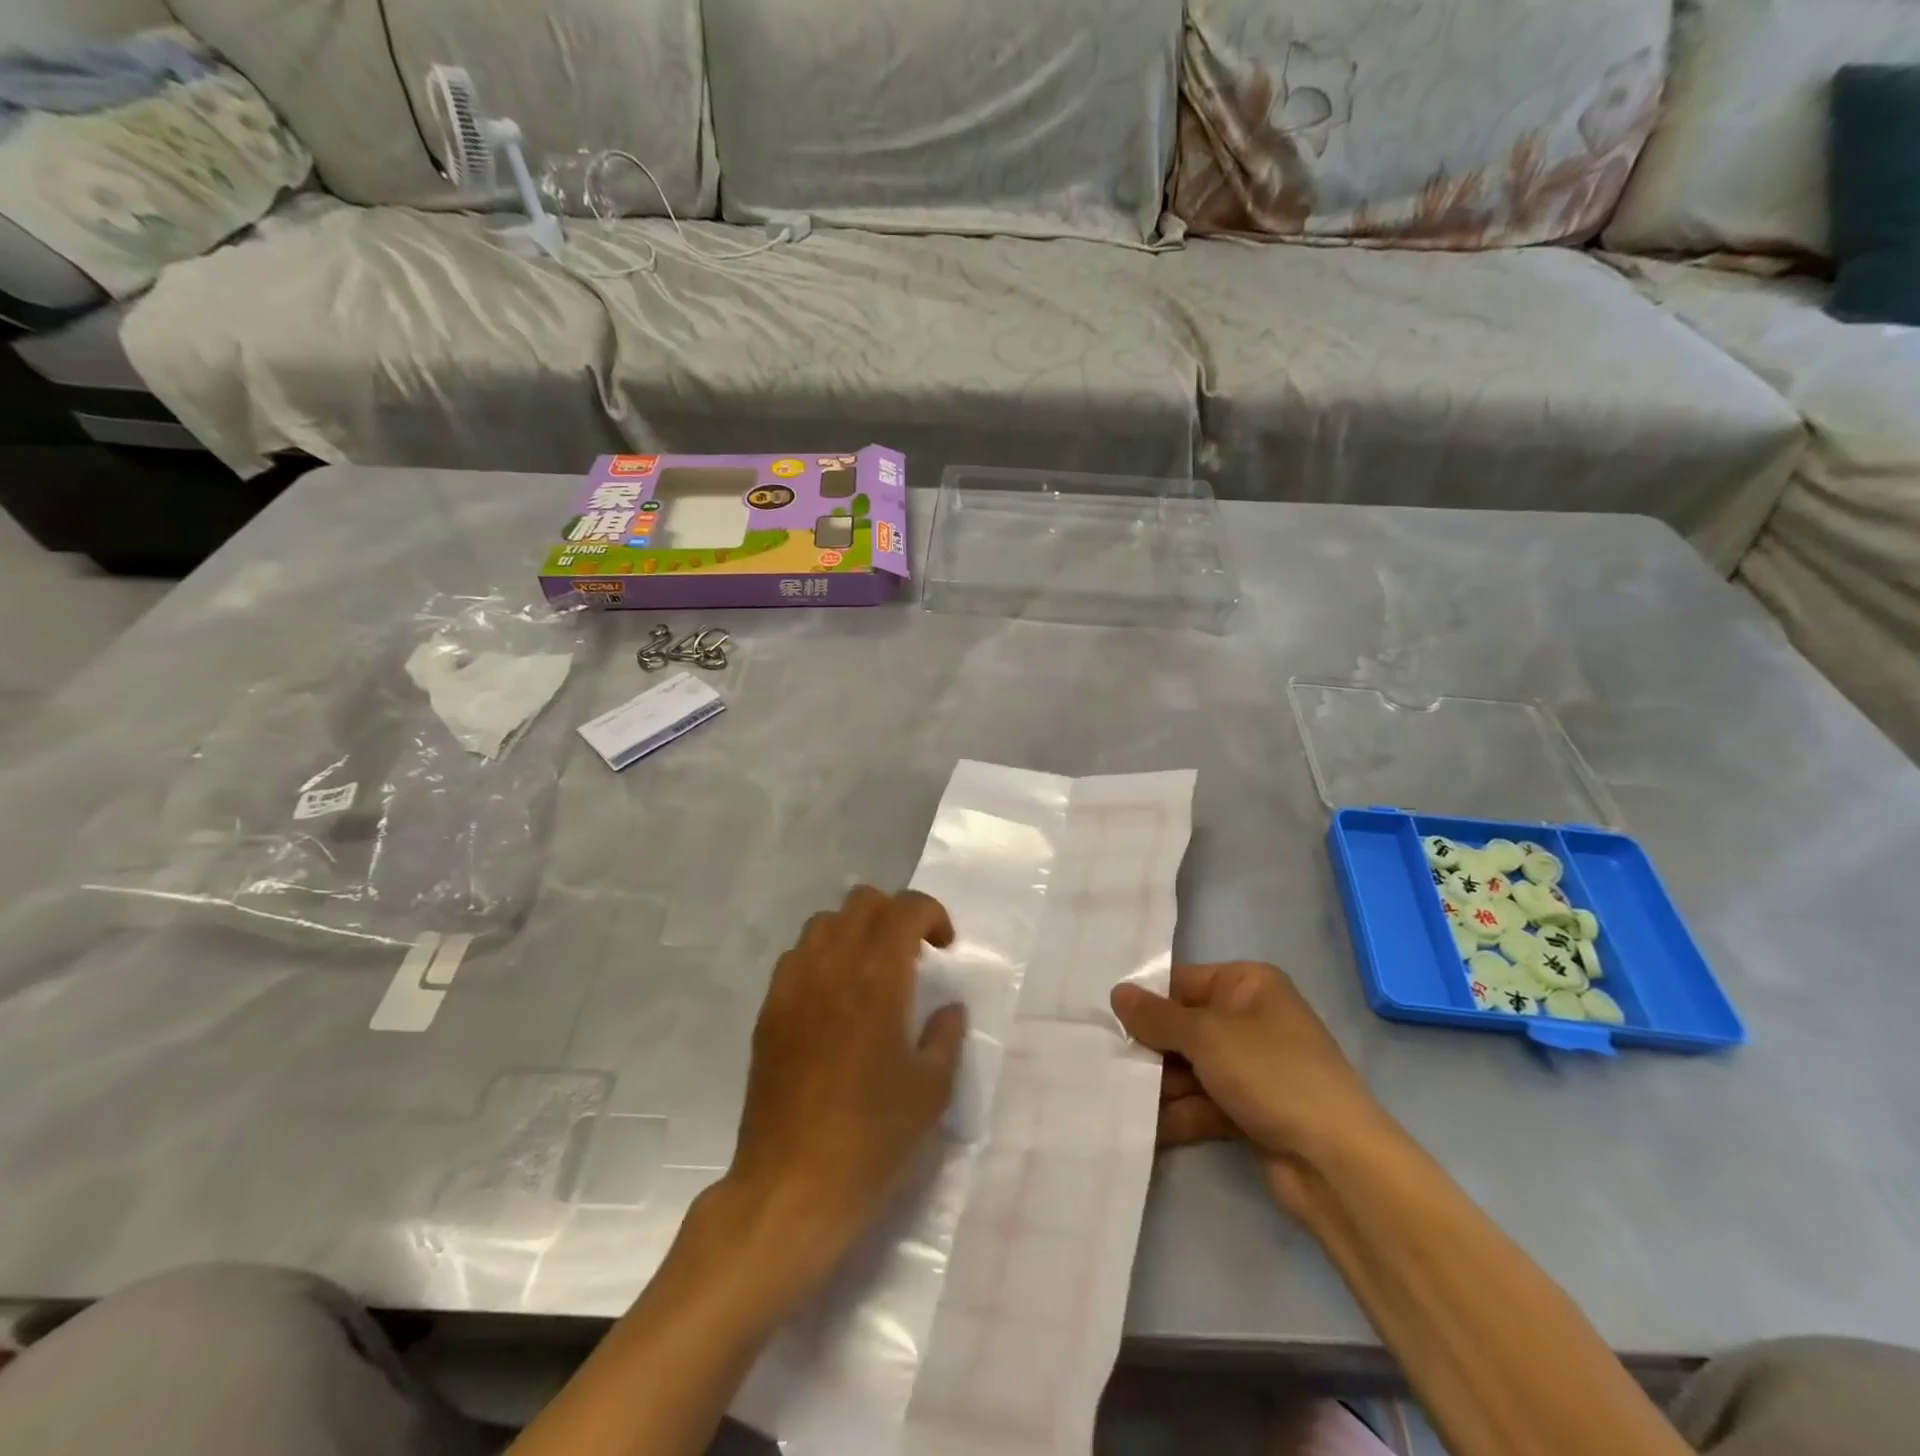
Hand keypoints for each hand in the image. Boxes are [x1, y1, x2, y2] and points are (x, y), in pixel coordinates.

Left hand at [725, 886, 966, 1289]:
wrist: (791, 1186)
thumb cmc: (872, 1139)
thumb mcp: (931, 1090)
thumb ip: (946, 1035)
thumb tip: (948, 1008)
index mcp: (878, 979)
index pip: (904, 908)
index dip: (932, 914)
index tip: (945, 947)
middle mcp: (832, 966)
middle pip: (862, 901)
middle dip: (894, 914)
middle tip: (912, 955)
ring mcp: (793, 986)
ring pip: (825, 923)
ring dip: (855, 931)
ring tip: (871, 972)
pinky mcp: (769, 1011)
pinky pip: (796, 957)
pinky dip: (822, 957)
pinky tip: (834, 1000)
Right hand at [1110, 962, 1397, 1210]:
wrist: (1337, 1163)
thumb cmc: (1271, 1073)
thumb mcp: (1206, 1035)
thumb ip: (1157, 1016)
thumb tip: (1116, 993)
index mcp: (1248, 985)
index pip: (1183, 982)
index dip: (1147, 1002)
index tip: (1107, 1022)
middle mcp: (1251, 1020)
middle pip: (1184, 1027)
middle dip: (1150, 1049)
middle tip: (1106, 1063)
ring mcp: (1252, 1069)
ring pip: (1191, 1068)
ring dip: (1159, 1085)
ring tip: (1117, 1097)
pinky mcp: (1250, 1111)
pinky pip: (1203, 1103)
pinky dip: (1177, 1113)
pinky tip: (1142, 1127)